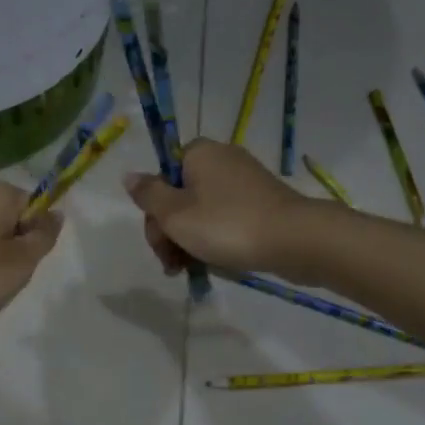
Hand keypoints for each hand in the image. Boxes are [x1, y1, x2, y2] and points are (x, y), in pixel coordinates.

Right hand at [125, 139, 327, 277]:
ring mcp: (244, 181)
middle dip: (171, 232)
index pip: (161, 178)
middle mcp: (221, 159)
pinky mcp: (262, 202)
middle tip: (174, 265)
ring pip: (202, 211)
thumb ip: (148, 195)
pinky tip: (214, 262)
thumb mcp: (176, 214)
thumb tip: (129, 176)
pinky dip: (215, 238)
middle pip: (180, 196)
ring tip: (191, 271)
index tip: (160, 243)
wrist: (296, 240)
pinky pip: (226, 218)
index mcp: (198, 153)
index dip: (154, 213)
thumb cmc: (228, 225)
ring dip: (190, 241)